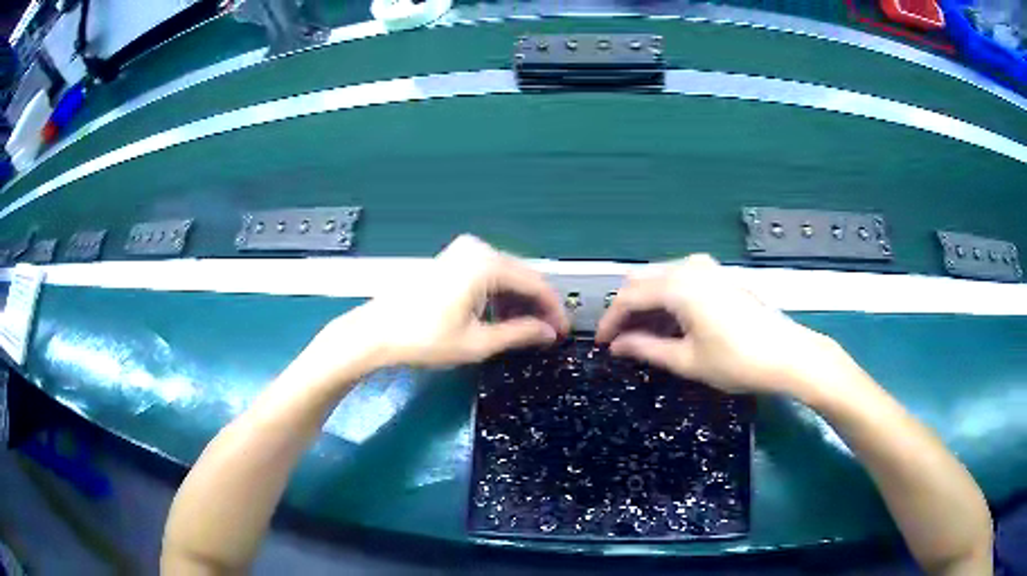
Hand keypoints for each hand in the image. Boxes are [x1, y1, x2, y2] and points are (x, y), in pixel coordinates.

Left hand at [344, 234, 568, 367]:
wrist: (376, 332)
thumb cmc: (425, 338)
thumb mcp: (477, 342)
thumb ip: (519, 333)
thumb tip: (549, 333)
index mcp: (486, 264)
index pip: (535, 284)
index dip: (553, 310)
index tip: (564, 332)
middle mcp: (478, 248)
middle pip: (522, 276)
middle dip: (537, 306)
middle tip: (547, 335)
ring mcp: (462, 251)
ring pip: (506, 275)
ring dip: (518, 302)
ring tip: (525, 331)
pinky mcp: (452, 259)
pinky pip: (488, 273)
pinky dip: (499, 295)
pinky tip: (501, 316)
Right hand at [595, 255, 849, 397]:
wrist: (788, 354)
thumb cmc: (736, 361)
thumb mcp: (687, 360)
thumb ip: (646, 349)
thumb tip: (618, 346)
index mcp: (678, 285)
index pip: (629, 296)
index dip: (611, 320)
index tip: (602, 344)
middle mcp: (690, 267)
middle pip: (643, 280)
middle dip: (627, 309)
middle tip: (622, 340)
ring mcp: (708, 268)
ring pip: (662, 278)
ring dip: (648, 304)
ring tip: (645, 337)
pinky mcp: (721, 276)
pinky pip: (682, 280)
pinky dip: (668, 300)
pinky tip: (671, 324)